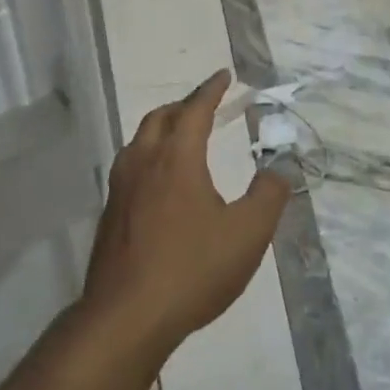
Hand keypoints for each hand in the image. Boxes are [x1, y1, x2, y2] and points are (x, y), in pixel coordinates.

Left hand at [83, 71, 291, 365]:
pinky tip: (158, 182)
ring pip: (139, 141)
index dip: (210, 90)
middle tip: (203, 105)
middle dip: (183, 106)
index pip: (194, 110)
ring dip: (161, 129)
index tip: (223, 75)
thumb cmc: (192, 268)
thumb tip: (279, 169)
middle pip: (160, 118)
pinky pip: (130, 167)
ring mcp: (120, 187)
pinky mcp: (109, 213)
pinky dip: (148, 156)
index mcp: (177, 157)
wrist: (127, 314)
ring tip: (180, 138)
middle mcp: (143, 162)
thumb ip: (268, 196)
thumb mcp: (247, 234)